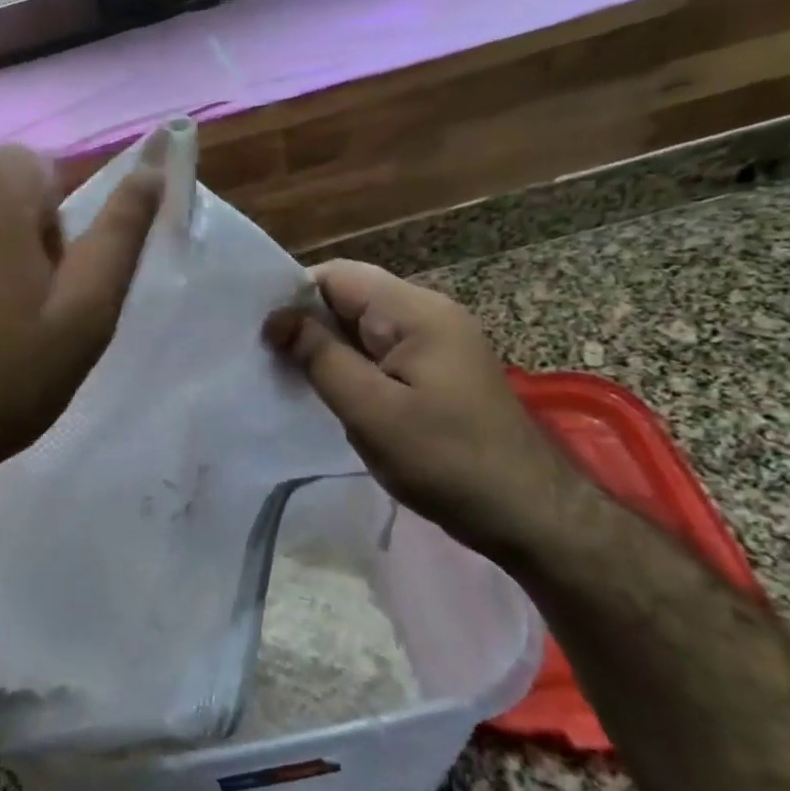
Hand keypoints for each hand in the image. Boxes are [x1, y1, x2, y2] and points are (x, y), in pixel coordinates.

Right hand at [264, 260, 588, 564]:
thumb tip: (277, 318)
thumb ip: (320, 358)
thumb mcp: (370, 410)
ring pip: (362, 328)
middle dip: (307, 324)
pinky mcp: (438, 371)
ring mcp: (437, 343)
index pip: (338, 276)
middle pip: (350, 298)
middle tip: (267, 359)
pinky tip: (331, 394)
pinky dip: (350, 366)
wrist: (529, 514)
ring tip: (290, 377)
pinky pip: (380, 353)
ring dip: (327, 348)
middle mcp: (429, 315)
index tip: (260, 332)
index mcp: (416, 312)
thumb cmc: (445, 460)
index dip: (294, 296)